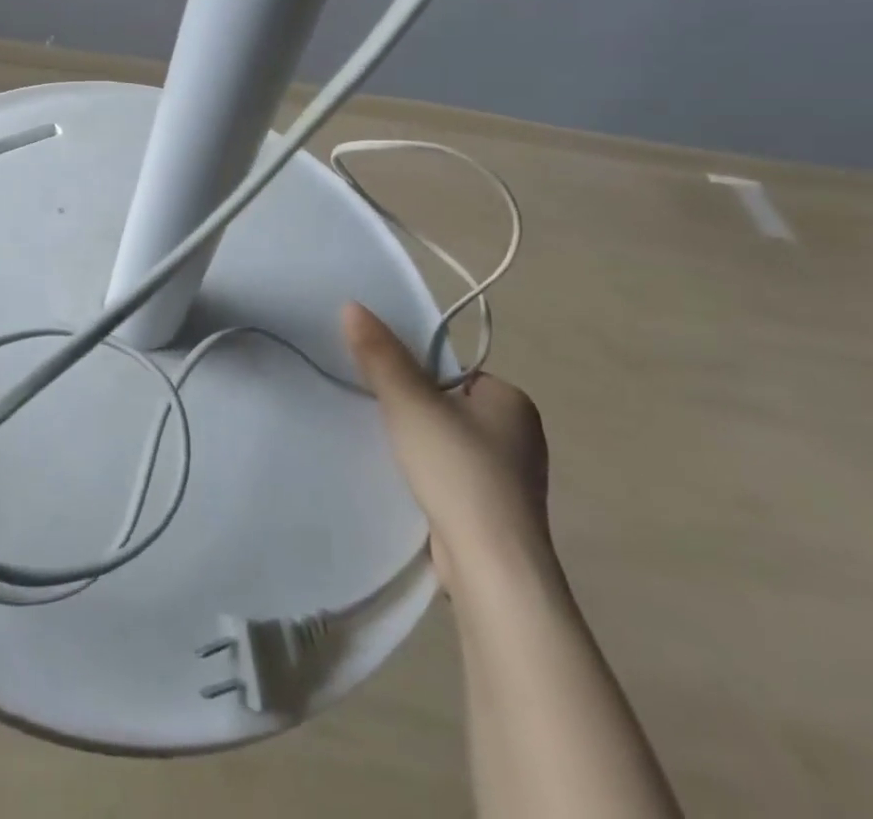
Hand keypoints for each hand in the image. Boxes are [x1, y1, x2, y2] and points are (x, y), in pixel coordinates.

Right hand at [343, 302, 552, 594]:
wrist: (491, 566)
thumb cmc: (457, 469)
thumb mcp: (409, 402)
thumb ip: (380, 355)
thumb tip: (352, 305)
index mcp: (512, 401)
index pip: (453, 372)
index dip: (417, 377)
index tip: (387, 390)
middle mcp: (521, 435)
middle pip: (450, 406)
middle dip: (416, 412)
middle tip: (382, 418)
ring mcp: (512, 479)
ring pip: (451, 444)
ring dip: (422, 446)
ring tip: (391, 453)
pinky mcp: (497, 513)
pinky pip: (454, 477)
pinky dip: (432, 477)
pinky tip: (410, 485)